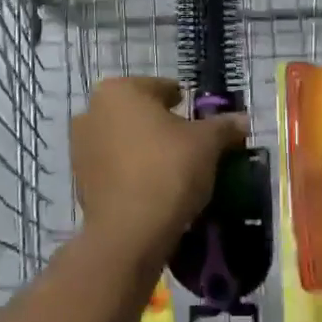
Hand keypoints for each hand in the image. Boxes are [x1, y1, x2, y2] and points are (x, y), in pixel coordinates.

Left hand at [71, 77, 248, 260]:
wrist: (130, 232)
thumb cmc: (168, 169)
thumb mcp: (207, 143)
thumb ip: (224, 126)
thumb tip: (242, 120)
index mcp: (119, 90)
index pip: (162, 88)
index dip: (185, 104)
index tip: (201, 122)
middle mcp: (92, 111)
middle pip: (139, 113)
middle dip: (163, 126)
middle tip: (191, 146)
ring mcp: (80, 147)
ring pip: (124, 140)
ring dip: (146, 149)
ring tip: (175, 170)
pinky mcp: (79, 181)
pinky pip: (115, 168)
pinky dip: (133, 172)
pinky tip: (155, 188)